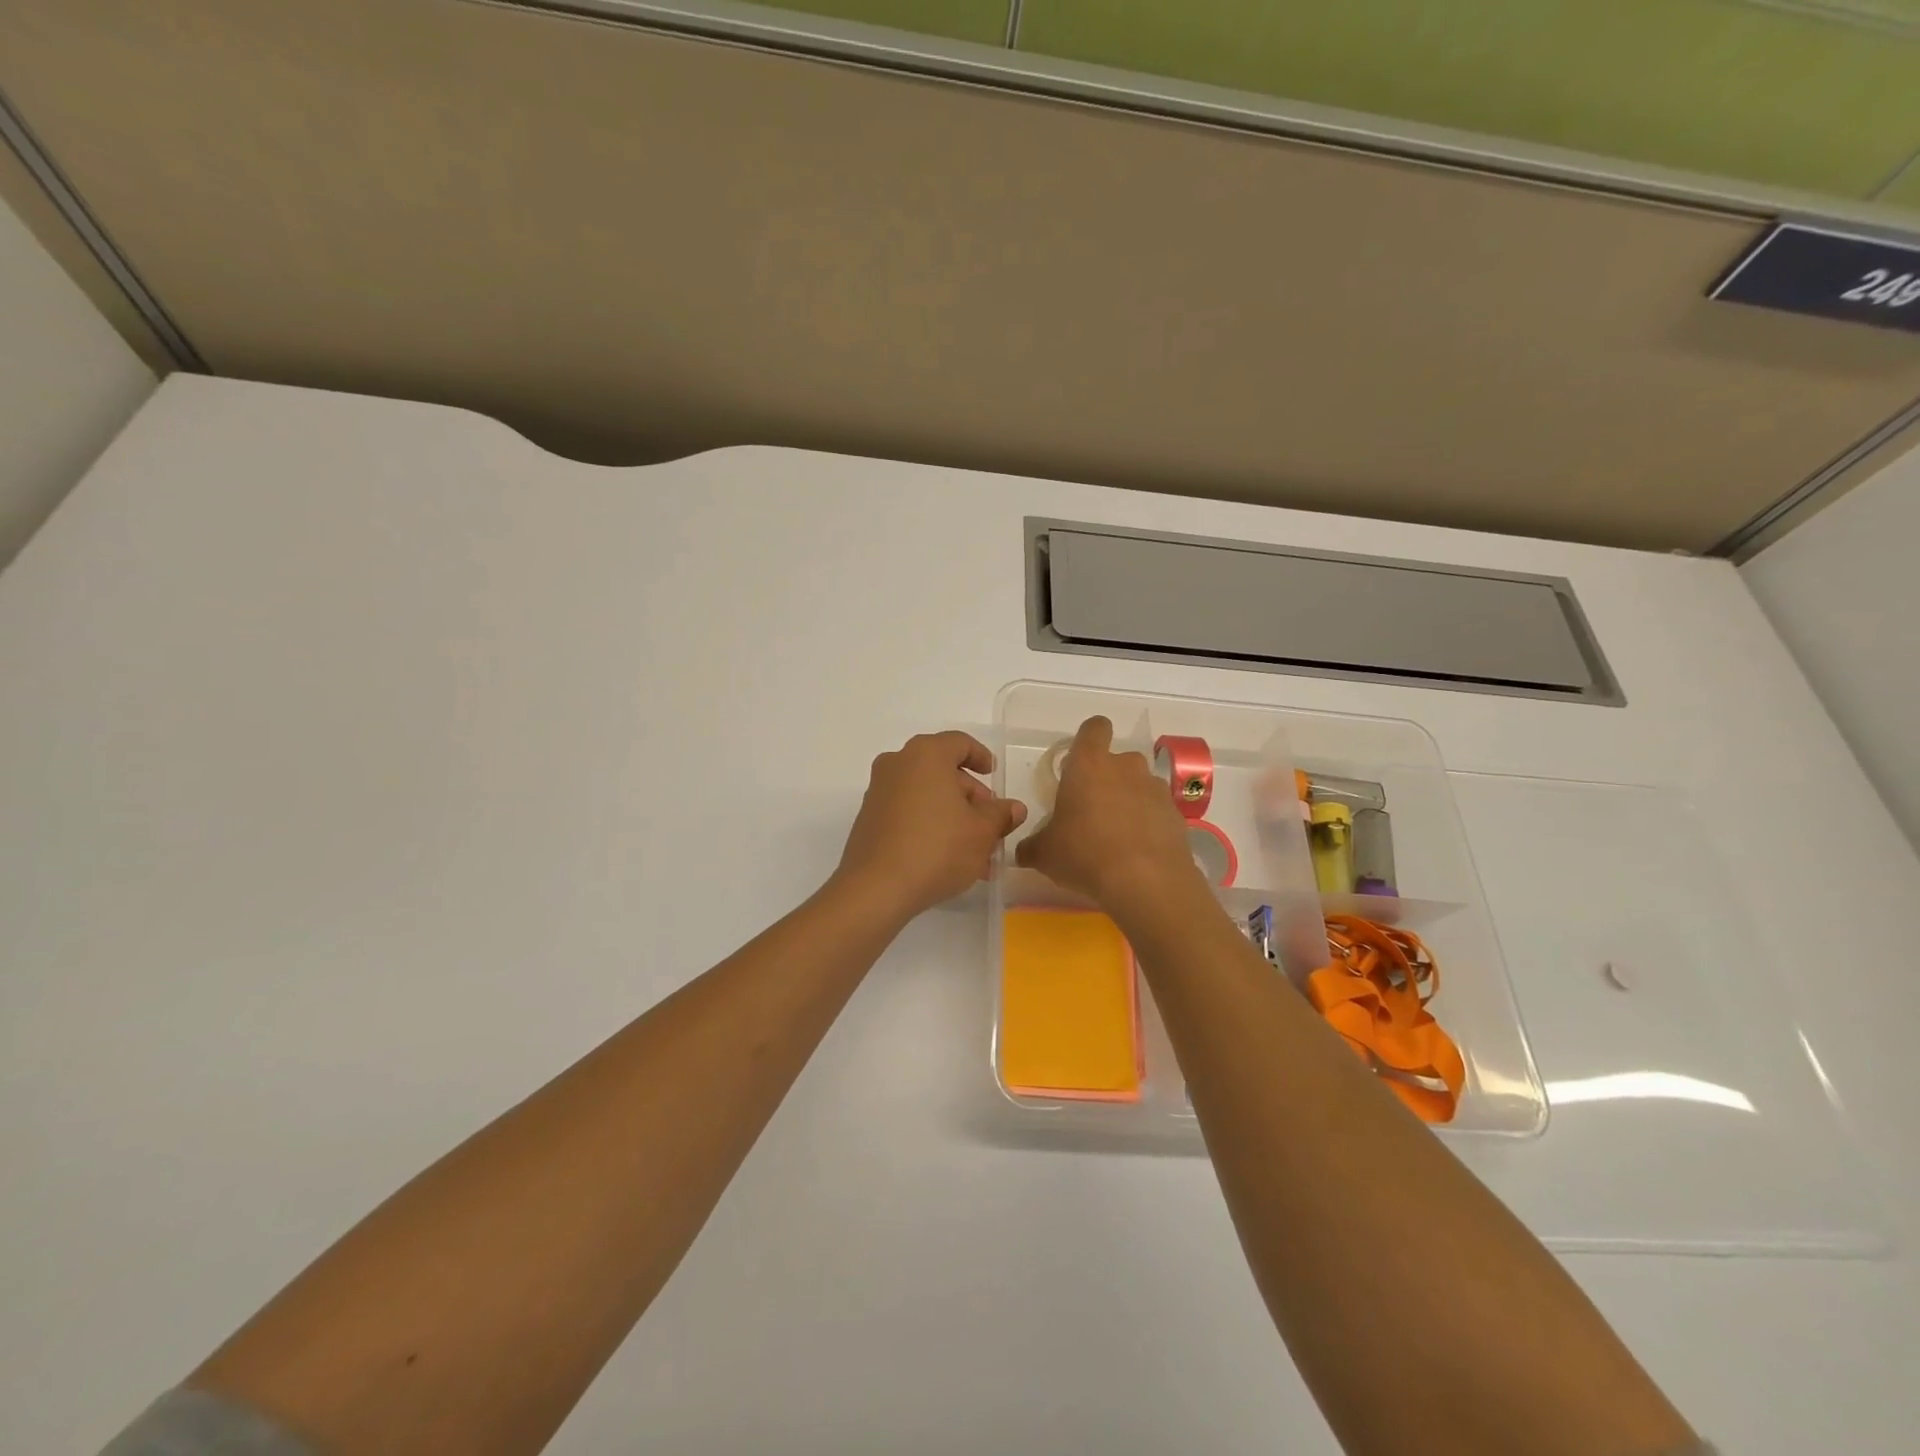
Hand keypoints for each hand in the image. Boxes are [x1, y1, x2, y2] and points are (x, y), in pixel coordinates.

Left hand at [833, 731, 1027, 921]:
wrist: (876, 888)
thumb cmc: (937, 848)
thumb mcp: (982, 832)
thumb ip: (1001, 815)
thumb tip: (1014, 808)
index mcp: (926, 755)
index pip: (959, 743)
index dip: (981, 757)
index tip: (994, 775)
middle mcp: (898, 764)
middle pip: (942, 770)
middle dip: (970, 796)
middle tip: (990, 822)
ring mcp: (879, 792)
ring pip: (926, 796)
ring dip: (953, 817)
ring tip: (976, 852)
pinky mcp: (869, 819)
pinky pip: (908, 813)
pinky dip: (930, 826)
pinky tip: (949, 859)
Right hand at [1016, 716, 1202, 906]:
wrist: (1146, 882)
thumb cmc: (1085, 854)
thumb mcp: (1045, 854)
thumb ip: (1032, 846)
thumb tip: (1022, 851)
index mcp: (1089, 764)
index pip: (1094, 728)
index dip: (1089, 738)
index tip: (1079, 761)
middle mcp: (1126, 767)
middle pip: (1118, 760)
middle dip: (1107, 778)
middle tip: (1092, 810)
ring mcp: (1155, 789)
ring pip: (1139, 785)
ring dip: (1129, 801)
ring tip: (1117, 835)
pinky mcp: (1176, 815)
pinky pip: (1157, 811)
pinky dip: (1148, 824)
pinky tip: (1137, 852)